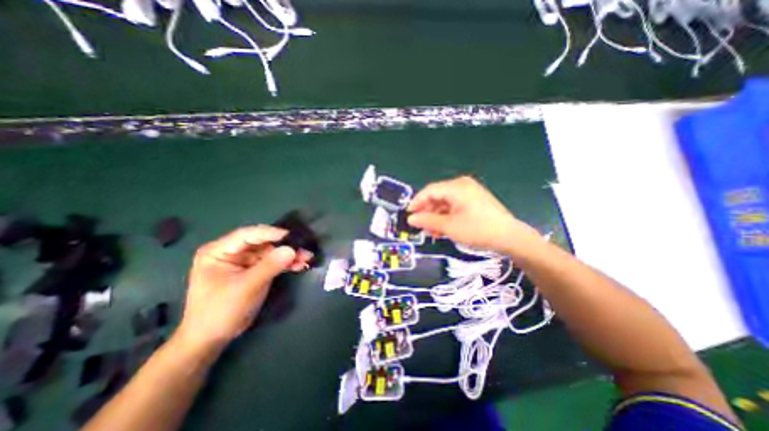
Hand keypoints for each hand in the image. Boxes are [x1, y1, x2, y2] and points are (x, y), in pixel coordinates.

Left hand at [174, 224, 310, 351]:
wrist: (212, 338)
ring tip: (306, 258)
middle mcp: (233, 252)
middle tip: (304, 248)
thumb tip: (292, 249)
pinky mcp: (255, 270)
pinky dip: (286, 263)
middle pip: (263, 243)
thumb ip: (269, 266)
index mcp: (219, 251)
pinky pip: (273, 262)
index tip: (290, 235)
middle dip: (284, 246)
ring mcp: (245, 261)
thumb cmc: (220, 311)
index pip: (247, 235)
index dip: (269, 233)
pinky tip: (300, 265)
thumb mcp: (245, 287)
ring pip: (271, 252)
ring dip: (289, 255)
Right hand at [405, 175, 541, 254]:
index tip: (408, 215)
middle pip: (437, 196)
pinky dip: (446, 216)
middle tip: (420, 225)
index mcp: (456, 187)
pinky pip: (454, 205)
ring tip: (431, 231)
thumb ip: (428, 221)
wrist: (510, 237)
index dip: (416, 202)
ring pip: (445, 202)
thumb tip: (411, 219)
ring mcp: (469, 192)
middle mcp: (462, 185)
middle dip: (427, 211)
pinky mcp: (474, 200)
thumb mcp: (449, 226)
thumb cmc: (477, 230)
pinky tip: (442, 228)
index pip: (429, 191)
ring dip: (436, 216)